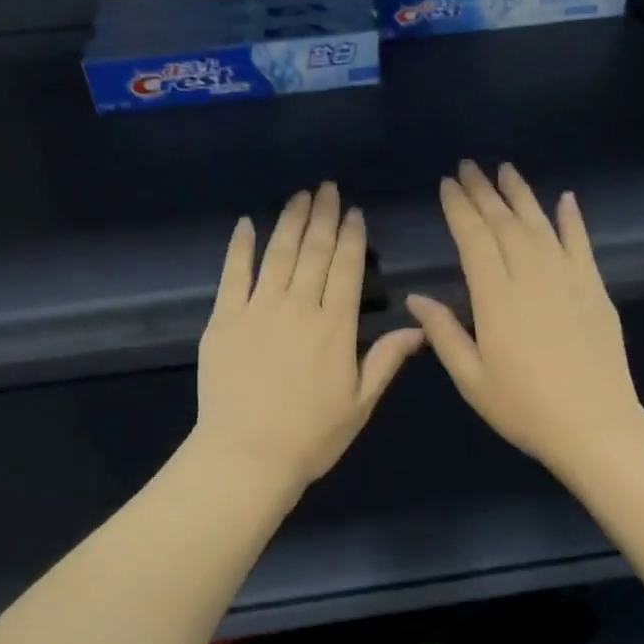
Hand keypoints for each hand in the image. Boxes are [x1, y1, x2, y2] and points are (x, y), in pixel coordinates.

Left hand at [196, 182, 426, 494]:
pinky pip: (232, 274)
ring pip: (277, 254)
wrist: (247, 455)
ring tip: (299, 196)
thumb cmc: (311, 436)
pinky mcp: (224, 319)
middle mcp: (298, 307)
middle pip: (313, 252)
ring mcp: (257, 309)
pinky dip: (239, 247)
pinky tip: (246, 224)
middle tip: (327, 188)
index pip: (346, 269)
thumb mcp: (360, 403)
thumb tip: (419, 327)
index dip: (351, 237)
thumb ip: (386, 360)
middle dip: (323, 216)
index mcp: (335, 327)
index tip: (353, 211)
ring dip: (289, 221)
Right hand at [406, 161, 643, 478]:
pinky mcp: (594, 289)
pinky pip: (581, 244)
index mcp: (496, 299)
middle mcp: (531, 277)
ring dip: (521, 195)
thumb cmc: (524, 408)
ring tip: (505, 170)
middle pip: (504, 224)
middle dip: (484, 192)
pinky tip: (565, 198)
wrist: (595, 426)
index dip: (459, 209)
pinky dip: (572, 219)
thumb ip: (444, 334)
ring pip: (540, 225)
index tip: (447, 184)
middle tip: (468, 167)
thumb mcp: (472, 379)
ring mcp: (567, 279)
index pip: (473, 239)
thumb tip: (416, 299)